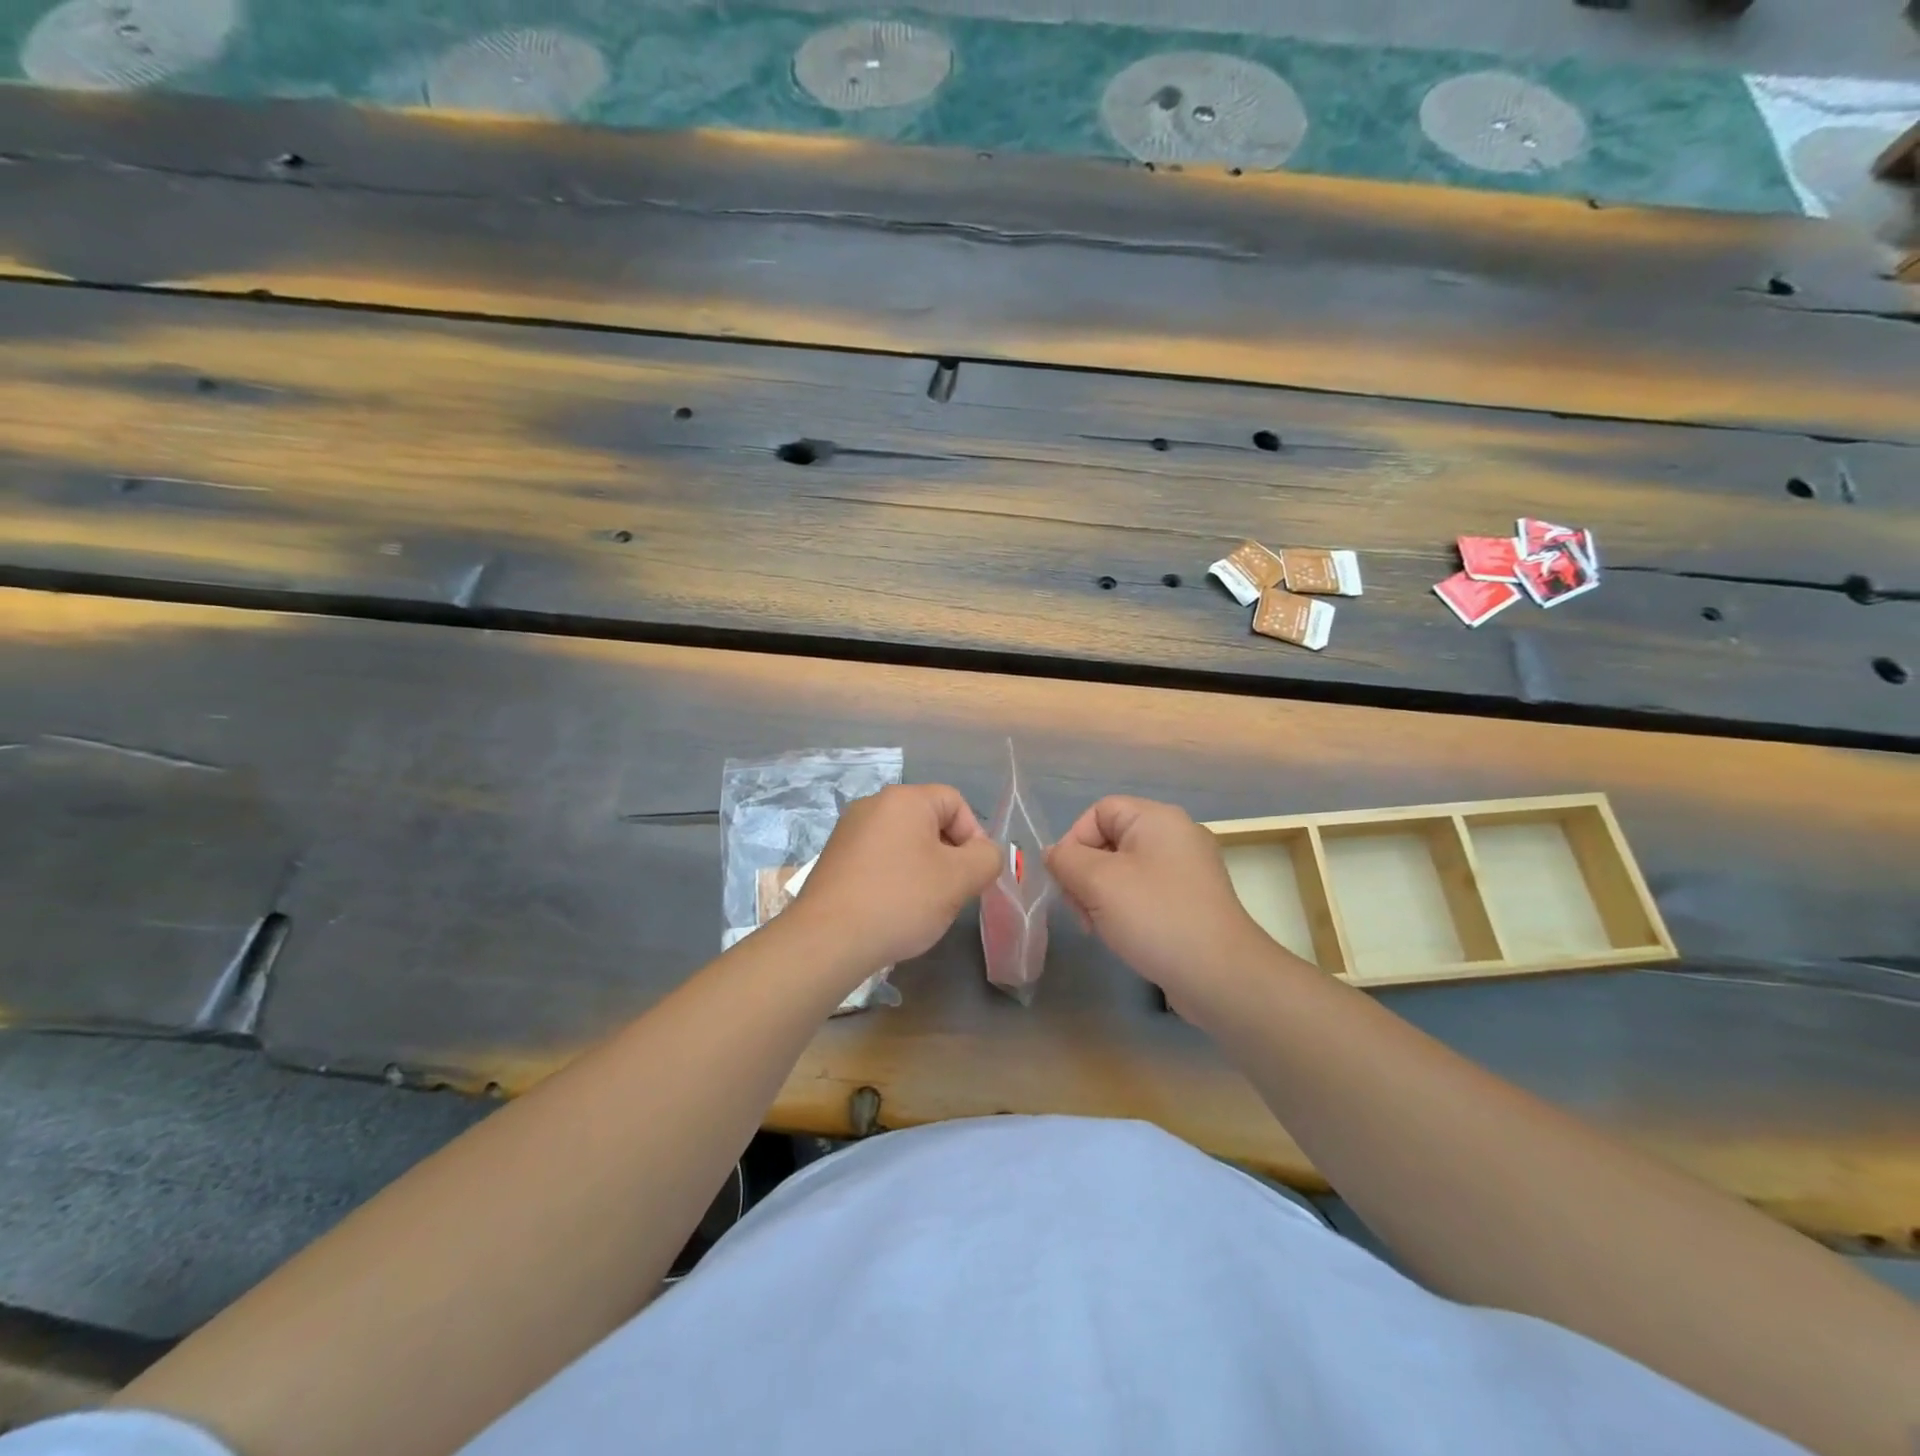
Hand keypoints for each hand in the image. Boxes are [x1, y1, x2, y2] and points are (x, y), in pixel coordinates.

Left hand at [786, 783, 1002, 975]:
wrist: (827, 939)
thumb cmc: (900, 900)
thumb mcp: (960, 879)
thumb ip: (987, 858)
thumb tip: (984, 853)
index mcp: (904, 799)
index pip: (955, 801)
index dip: (974, 835)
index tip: (974, 873)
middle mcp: (873, 805)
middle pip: (928, 820)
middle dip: (949, 854)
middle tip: (952, 891)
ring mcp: (849, 831)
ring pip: (904, 842)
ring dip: (923, 868)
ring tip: (923, 904)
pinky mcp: (834, 858)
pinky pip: (879, 858)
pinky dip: (894, 877)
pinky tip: (893, 909)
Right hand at [1046, 796, 1273, 1023]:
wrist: (1220, 975)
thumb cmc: (1155, 916)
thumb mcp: (1098, 882)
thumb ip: (1066, 860)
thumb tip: (1054, 854)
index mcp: (1158, 819)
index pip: (1099, 811)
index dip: (1074, 840)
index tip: (1065, 879)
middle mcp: (1176, 836)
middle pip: (1111, 840)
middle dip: (1085, 873)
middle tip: (1080, 909)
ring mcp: (1188, 870)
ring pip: (1125, 870)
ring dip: (1101, 895)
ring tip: (1098, 927)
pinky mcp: (1191, 901)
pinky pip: (1146, 892)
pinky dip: (1126, 908)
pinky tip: (1121, 935)